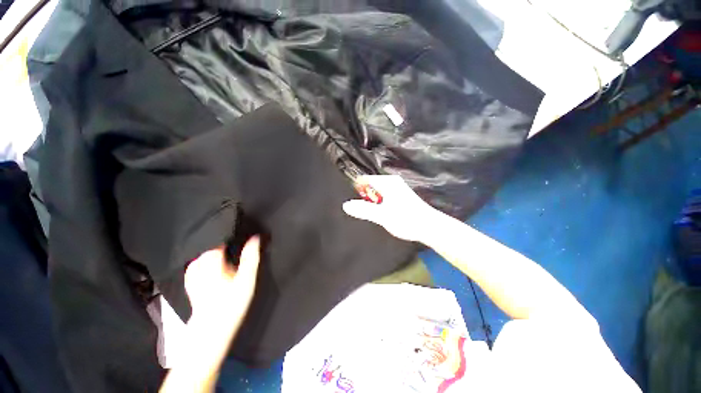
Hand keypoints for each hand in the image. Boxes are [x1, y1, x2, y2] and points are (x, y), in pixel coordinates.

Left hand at [161, 237, 260, 392]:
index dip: (225, 230)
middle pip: (207, 245)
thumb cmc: (231, 305)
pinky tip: (214, 257)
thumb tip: (255, 237)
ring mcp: (194, 274)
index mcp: (212, 262)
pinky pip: (197, 263)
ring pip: (201, 253)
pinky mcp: (193, 282)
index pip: (215, 239)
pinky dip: (205, 257)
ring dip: (211, 246)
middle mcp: (199, 265)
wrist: (211, 331)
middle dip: (218, 236)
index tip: (235, 222)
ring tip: (225, 241)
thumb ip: (250, 257)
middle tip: (232, 230)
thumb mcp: (246, 280)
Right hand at [343, 175, 440, 242]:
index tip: (354, 201)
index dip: (356, 189)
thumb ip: (363, 210)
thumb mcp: (382, 216)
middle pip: (370, 186)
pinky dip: (379, 204)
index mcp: (386, 182)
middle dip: (364, 197)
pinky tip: (381, 214)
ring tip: (373, 213)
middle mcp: (391, 182)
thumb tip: (345, 205)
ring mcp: (396, 188)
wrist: (429, 226)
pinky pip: (383, 196)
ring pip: (376, 192)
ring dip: (372, 202)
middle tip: (365, 210)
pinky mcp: (400, 196)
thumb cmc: (405, 219)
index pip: (364, 179)